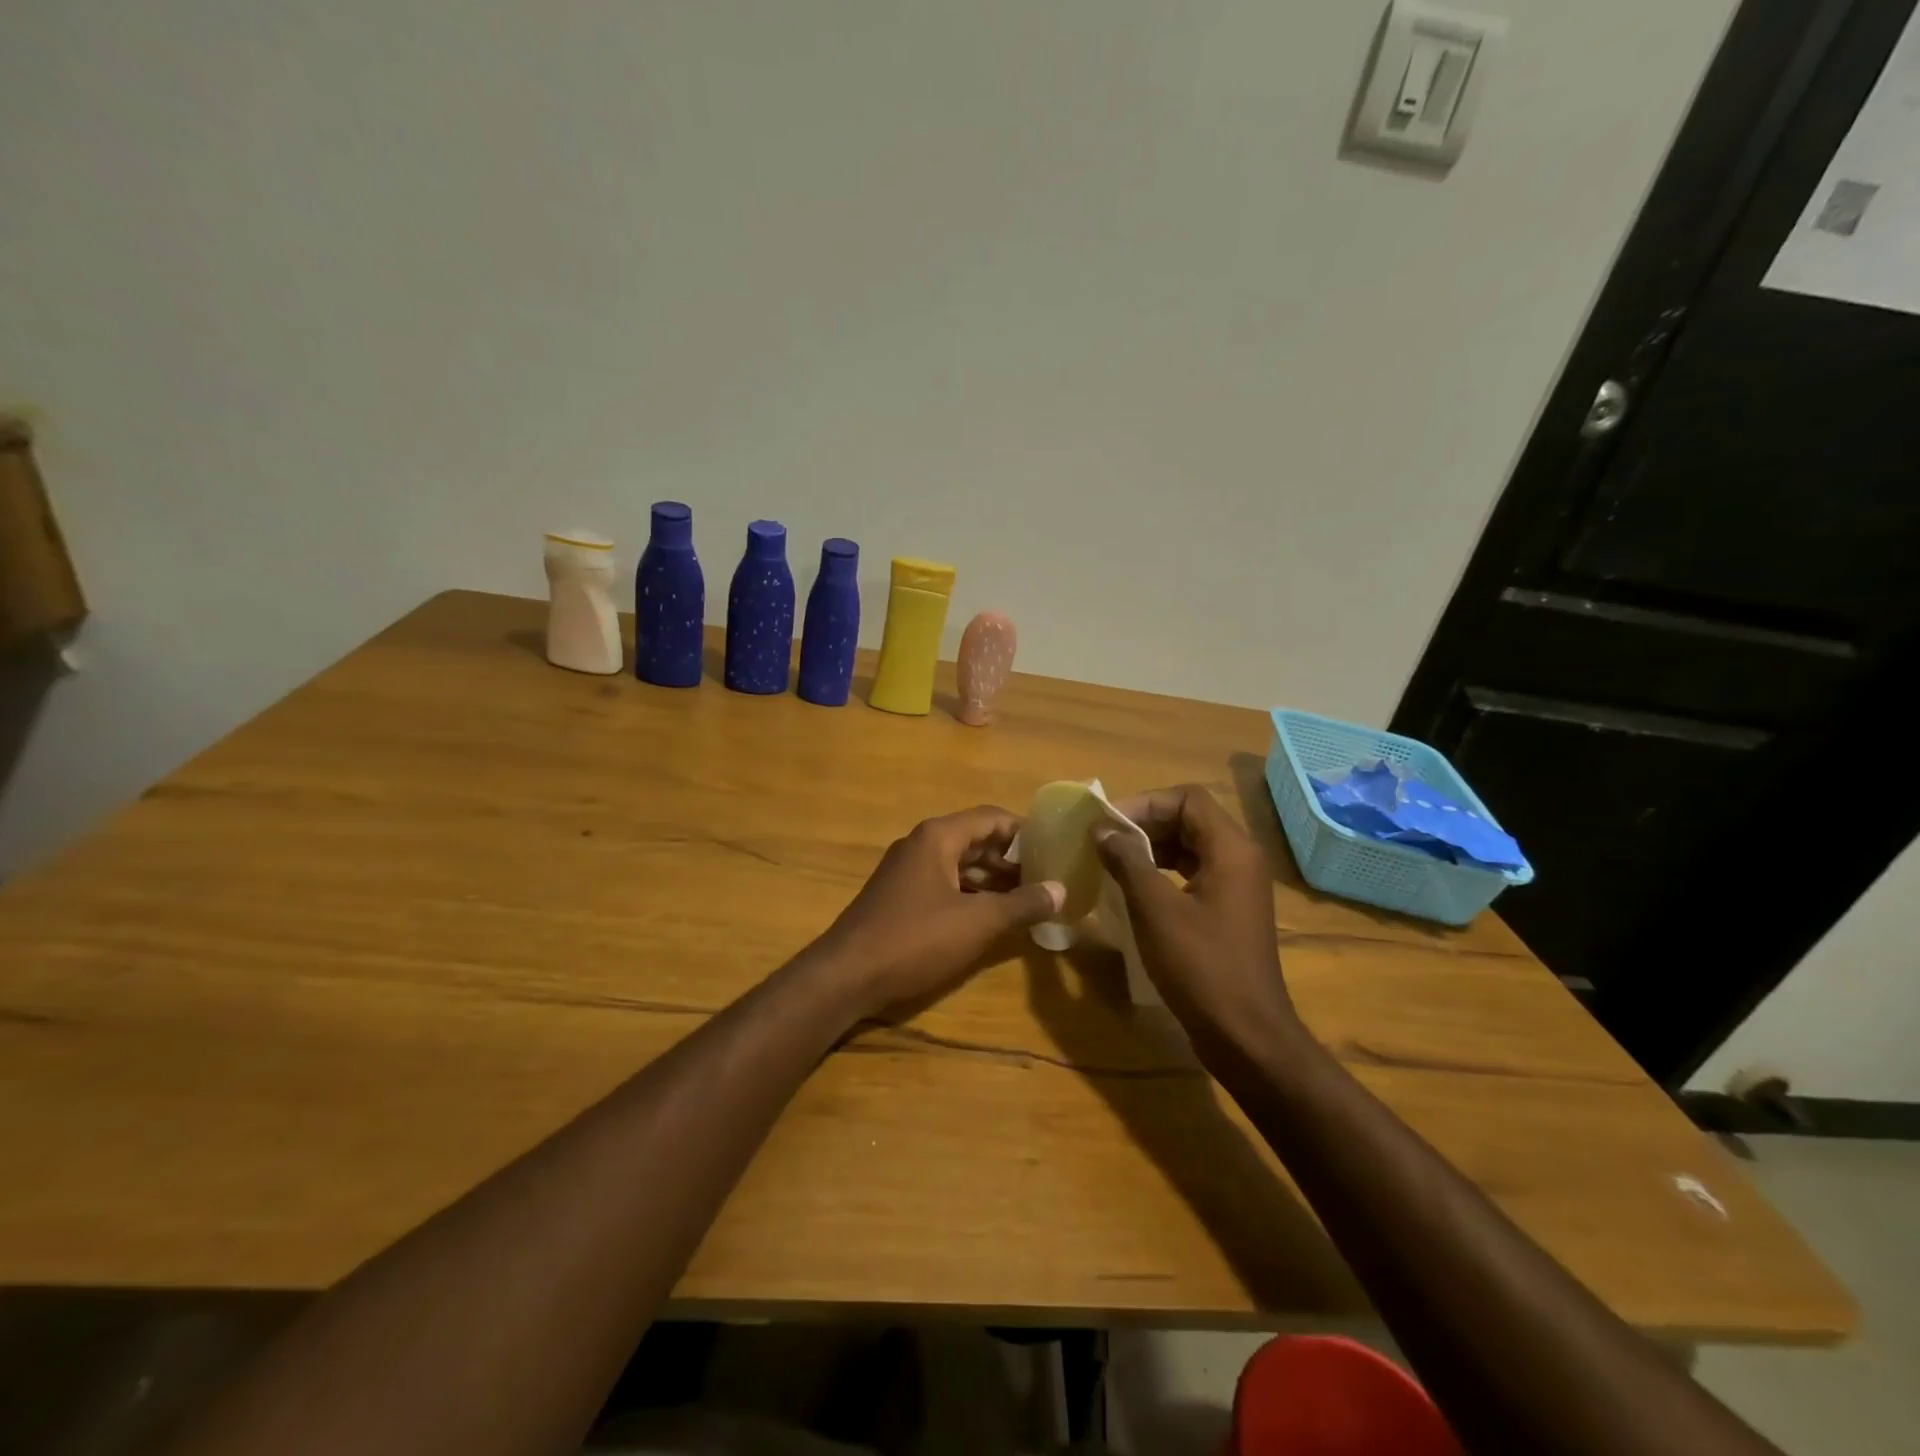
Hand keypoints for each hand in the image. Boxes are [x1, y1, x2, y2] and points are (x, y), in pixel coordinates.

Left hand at [810, 806, 1065, 1018]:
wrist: (847, 974)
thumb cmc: (915, 939)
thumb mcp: (977, 922)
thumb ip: (1022, 904)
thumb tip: (1062, 890)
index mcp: (938, 837)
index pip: (991, 817)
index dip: (1025, 831)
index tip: (1056, 849)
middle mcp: (921, 845)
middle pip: (976, 839)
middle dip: (1012, 857)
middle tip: (1049, 877)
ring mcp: (907, 871)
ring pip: (960, 865)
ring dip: (993, 879)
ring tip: (1029, 898)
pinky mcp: (900, 897)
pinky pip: (945, 884)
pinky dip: (971, 895)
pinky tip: (992, 918)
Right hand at [1092, 785, 1298, 1046]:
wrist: (1246, 1036)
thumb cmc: (1201, 967)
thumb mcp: (1155, 910)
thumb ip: (1128, 861)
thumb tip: (1102, 830)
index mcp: (1231, 849)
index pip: (1187, 798)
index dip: (1145, 803)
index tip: (1108, 825)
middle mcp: (1239, 858)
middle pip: (1189, 819)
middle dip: (1144, 824)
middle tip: (1102, 842)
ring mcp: (1236, 886)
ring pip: (1189, 847)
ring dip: (1150, 848)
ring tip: (1111, 862)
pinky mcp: (1227, 911)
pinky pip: (1192, 873)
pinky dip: (1162, 872)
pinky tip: (1132, 890)